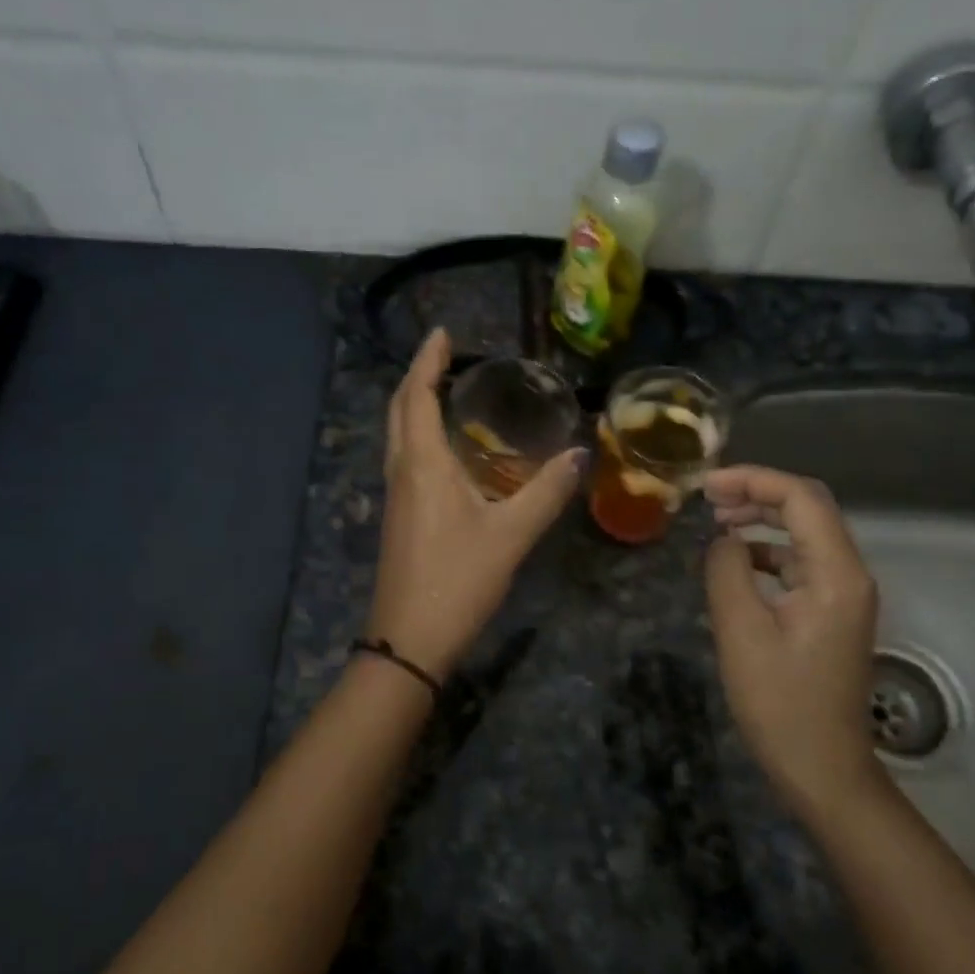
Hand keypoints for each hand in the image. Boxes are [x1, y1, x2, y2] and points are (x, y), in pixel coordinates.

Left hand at [365, 329, 585, 682]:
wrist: (409, 640)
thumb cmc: (458, 581)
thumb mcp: (511, 536)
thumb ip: (546, 493)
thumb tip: (579, 453)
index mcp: (423, 465)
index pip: (416, 396)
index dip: (427, 361)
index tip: (442, 333)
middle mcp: (401, 472)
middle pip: (399, 411)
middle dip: (417, 378)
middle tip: (445, 357)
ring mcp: (396, 497)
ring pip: (399, 437)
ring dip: (416, 407)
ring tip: (448, 392)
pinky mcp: (399, 518)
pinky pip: (406, 461)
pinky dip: (421, 437)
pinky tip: (450, 451)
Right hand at [702, 466, 883, 818]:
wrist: (822, 767)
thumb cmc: (779, 702)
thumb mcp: (741, 632)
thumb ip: (728, 571)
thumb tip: (726, 541)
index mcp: (835, 574)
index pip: (801, 498)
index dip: (753, 480)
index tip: (706, 487)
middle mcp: (849, 574)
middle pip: (808, 508)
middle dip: (757, 493)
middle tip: (707, 498)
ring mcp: (843, 594)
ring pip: (805, 534)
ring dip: (763, 520)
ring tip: (717, 523)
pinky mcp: (831, 613)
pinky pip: (801, 563)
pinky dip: (768, 551)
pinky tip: (738, 563)